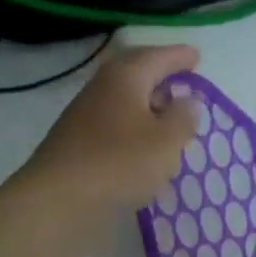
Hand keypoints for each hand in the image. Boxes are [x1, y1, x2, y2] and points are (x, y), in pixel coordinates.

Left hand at [24, 44, 202, 208]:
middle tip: (181, 85)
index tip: (196, 56)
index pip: (157, 57)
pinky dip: (133, 133)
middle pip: (135, 75)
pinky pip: (114, 129)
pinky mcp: (78, 145)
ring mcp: (85, 117)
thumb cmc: (120, 164)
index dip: (179, 57)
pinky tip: (142, 151)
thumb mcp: (166, 142)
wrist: (59, 200)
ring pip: (124, 103)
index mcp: (125, 77)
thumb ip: (183, 119)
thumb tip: (189, 101)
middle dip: (159, 78)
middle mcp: (102, 89)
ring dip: (146, 109)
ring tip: (167, 122)